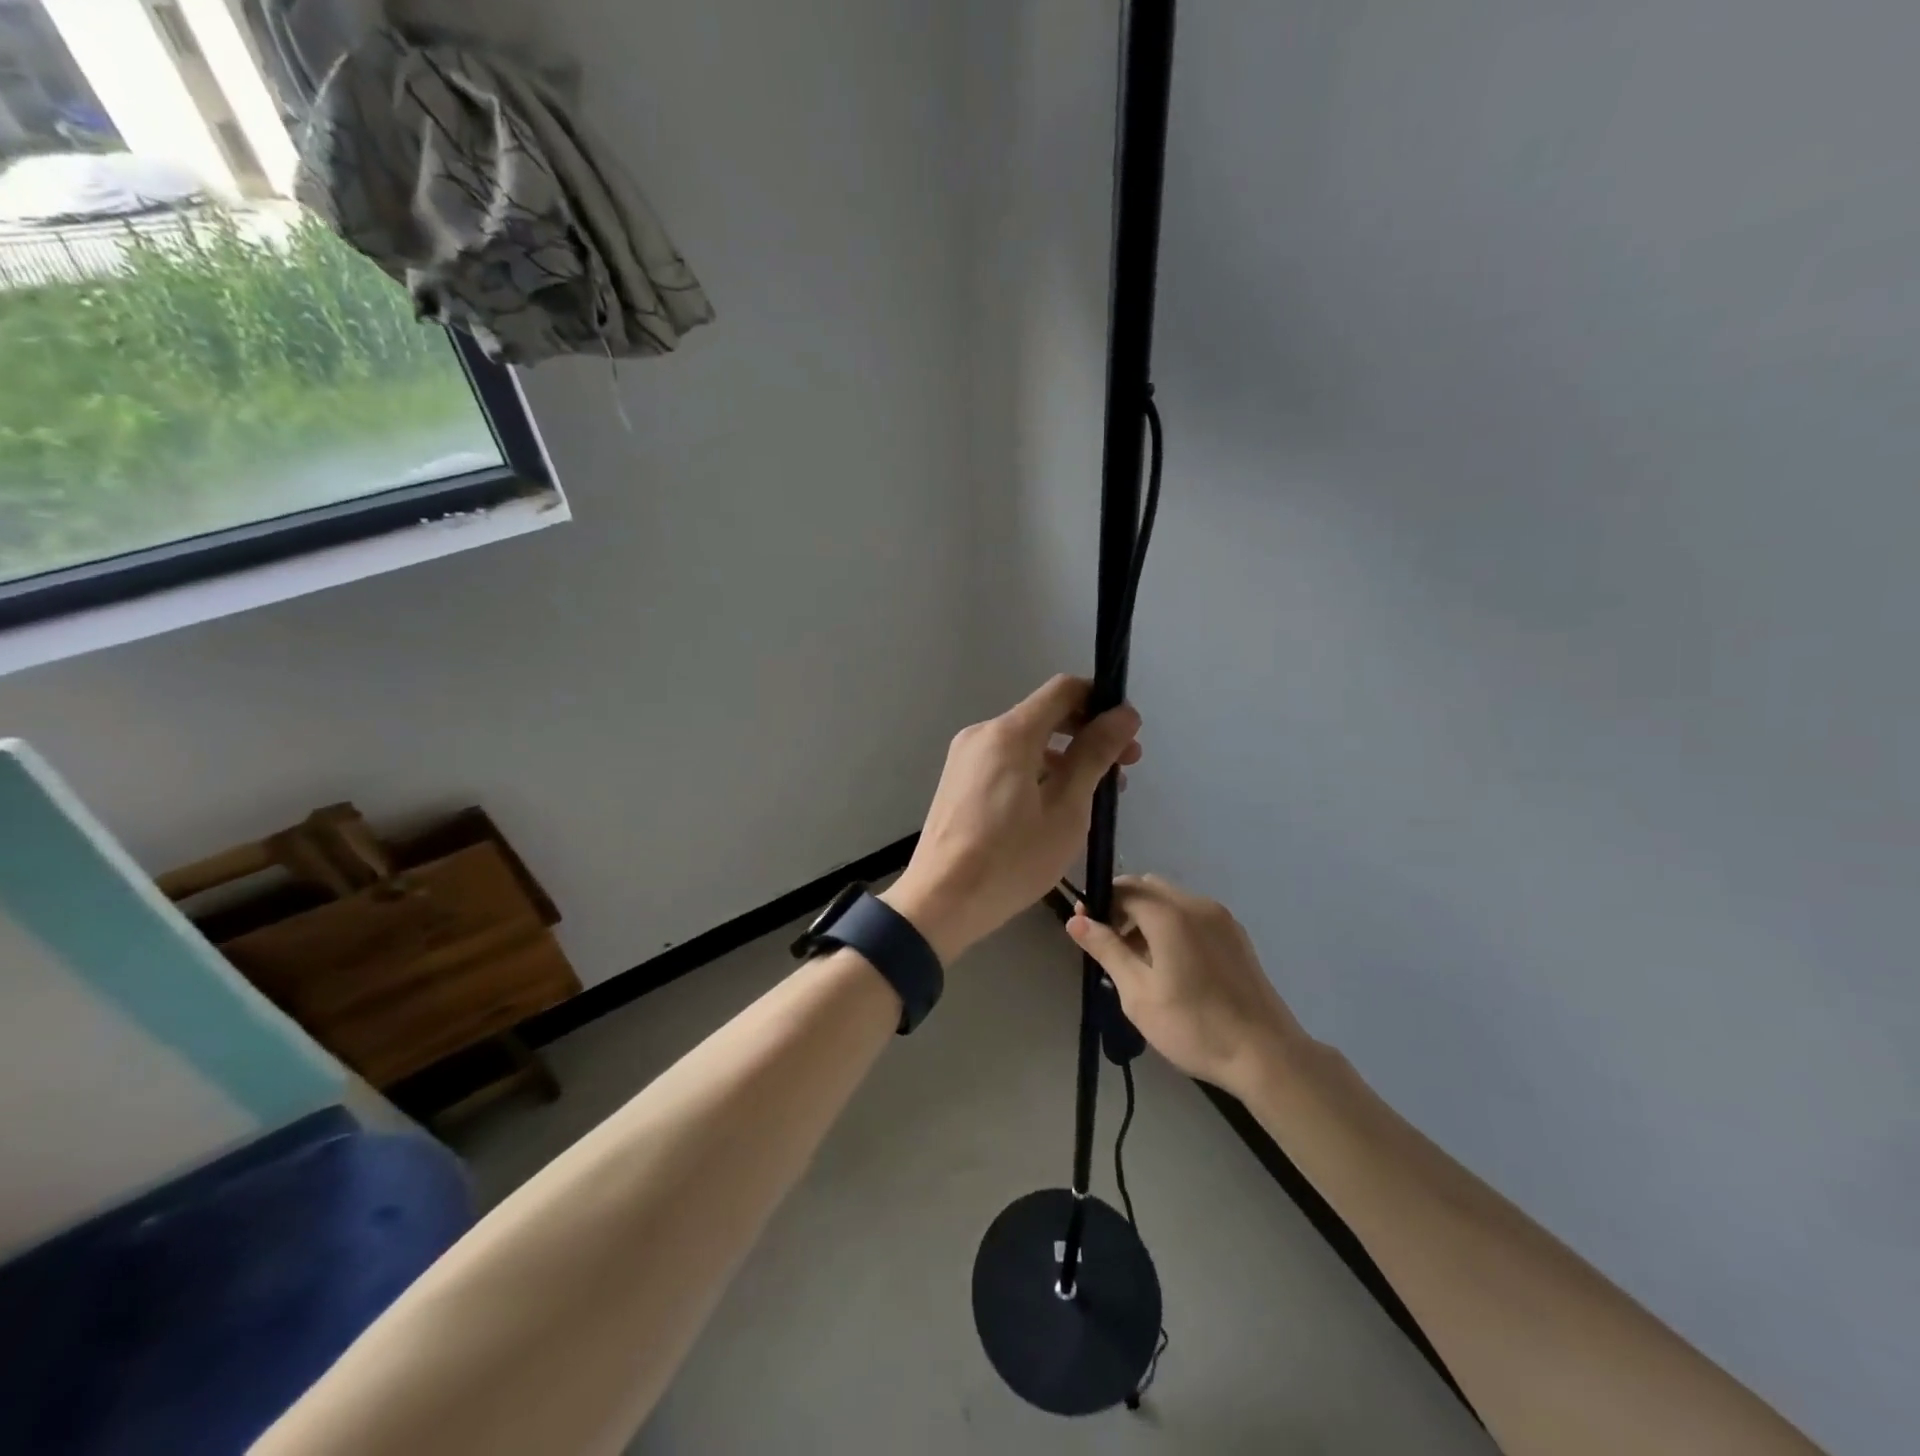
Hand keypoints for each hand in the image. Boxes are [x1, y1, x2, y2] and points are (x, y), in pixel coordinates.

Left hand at [882, 675, 1141, 962]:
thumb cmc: (1011, 859)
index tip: (1127, 734)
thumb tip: (1123, 715)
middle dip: (1087, 734)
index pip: (1063, 690)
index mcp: (1009, 733)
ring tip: (1094, 796)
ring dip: (1064, 758)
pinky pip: (1006, 761)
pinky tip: (1056, 806)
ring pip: (1027, 742)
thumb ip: (1094, 756)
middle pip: (1045, 715)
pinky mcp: (959, 781)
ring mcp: (966, 757)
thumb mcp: (1066, 809)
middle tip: (1122, 769)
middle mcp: (983, 734)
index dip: (1101, 702)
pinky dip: (1037, 771)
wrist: (940, 901)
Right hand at [1067, 874, 1307, 1098]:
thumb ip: (1107, 950)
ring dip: (1148, 917)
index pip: (1124, 888)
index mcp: (1170, 915)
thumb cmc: (1194, 1027)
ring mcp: (1221, 918)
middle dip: (1123, 907)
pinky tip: (1171, 965)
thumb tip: (1076, 920)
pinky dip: (1172, 925)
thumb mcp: (1138, 994)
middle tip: (1111, 947)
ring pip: (1171, 900)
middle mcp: (1196, 905)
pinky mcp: (1236, 935)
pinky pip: (1193, 915)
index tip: (1085, 930)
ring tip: (1139, 961)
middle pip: (1148, 888)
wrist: (1266, 1055)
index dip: (1099, 903)